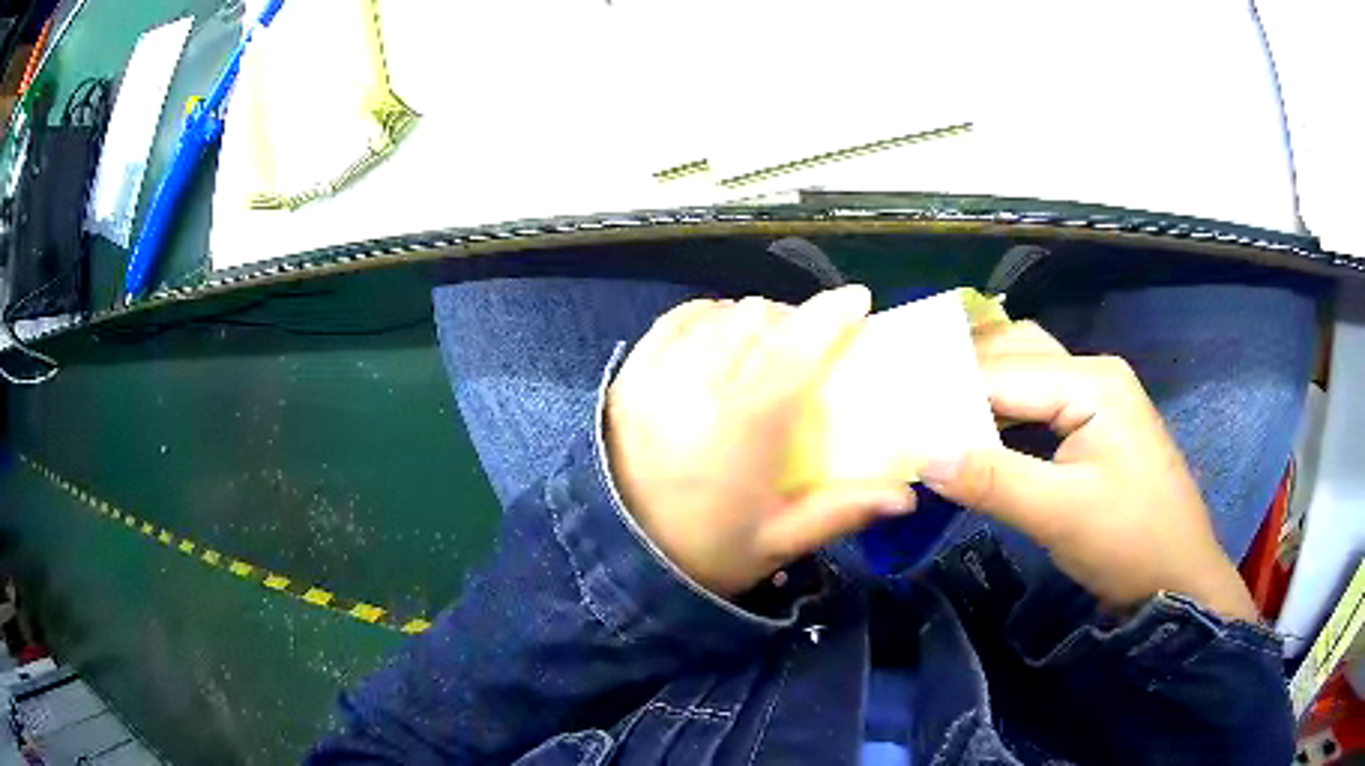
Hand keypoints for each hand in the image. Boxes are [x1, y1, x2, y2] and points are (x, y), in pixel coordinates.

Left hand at [606, 287, 914, 597]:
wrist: (621, 560)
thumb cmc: (707, 553)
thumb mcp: (780, 541)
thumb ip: (842, 511)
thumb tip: (905, 498)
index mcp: (745, 425)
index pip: (796, 346)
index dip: (832, 314)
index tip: (857, 300)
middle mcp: (699, 386)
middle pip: (760, 318)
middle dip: (797, 319)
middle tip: (813, 343)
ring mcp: (657, 376)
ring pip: (720, 314)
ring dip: (754, 318)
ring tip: (766, 343)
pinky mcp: (629, 376)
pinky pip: (675, 321)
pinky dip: (707, 317)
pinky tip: (719, 333)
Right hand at [923, 322, 1258, 621]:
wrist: (1179, 579)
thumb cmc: (1131, 543)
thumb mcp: (1060, 515)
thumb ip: (992, 480)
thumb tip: (920, 454)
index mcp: (1093, 380)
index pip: (1004, 374)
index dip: (947, 396)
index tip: (894, 418)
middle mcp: (1094, 373)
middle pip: (1015, 355)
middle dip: (961, 377)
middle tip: (906, 402)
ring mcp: (1097, 398)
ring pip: (1027, 376)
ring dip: (981, 392)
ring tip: (930, 413)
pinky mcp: (1094, 427)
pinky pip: (1039, 404)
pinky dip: (1003, 414)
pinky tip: (976, 432)